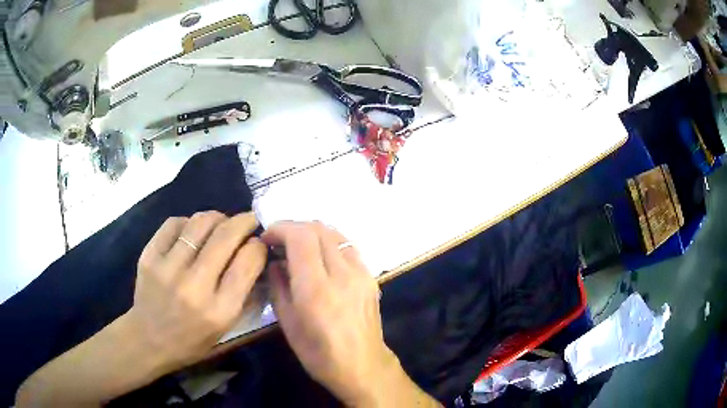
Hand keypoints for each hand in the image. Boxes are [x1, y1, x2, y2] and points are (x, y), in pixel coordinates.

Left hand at [128, 211, 266, 367]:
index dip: (259, 245)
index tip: (260, 243)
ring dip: (218, 217)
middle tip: (249, 220)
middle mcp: (194, 286)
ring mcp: (167, 268)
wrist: (149, 340)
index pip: (248, 262)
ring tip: (221, 224)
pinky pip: (175, 223)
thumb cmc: (193, 340)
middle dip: (244, 221)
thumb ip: (245, 293)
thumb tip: (257, 257)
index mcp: (219, 310)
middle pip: (226, 235)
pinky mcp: (149, 256)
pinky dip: (189, 222)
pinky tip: (192, 232)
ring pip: (200, 222)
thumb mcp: (226, 328)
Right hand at [263, 222, 438, 407]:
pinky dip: (330, 242)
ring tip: (297, 247)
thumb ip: (278, 286)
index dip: (280, 229)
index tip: (266, 237)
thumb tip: (274, 261)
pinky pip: (348, 246)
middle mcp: (342, 274)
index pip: (300, 237)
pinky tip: (320, 257)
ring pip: (335, 233)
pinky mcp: (371, 277)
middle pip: (318, 229)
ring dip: (312, 232)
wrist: (362, 366)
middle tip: (279, 242)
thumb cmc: (319, 353)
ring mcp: (361, 273)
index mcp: (317, 289)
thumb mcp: (288, 323)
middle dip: (293, 227)